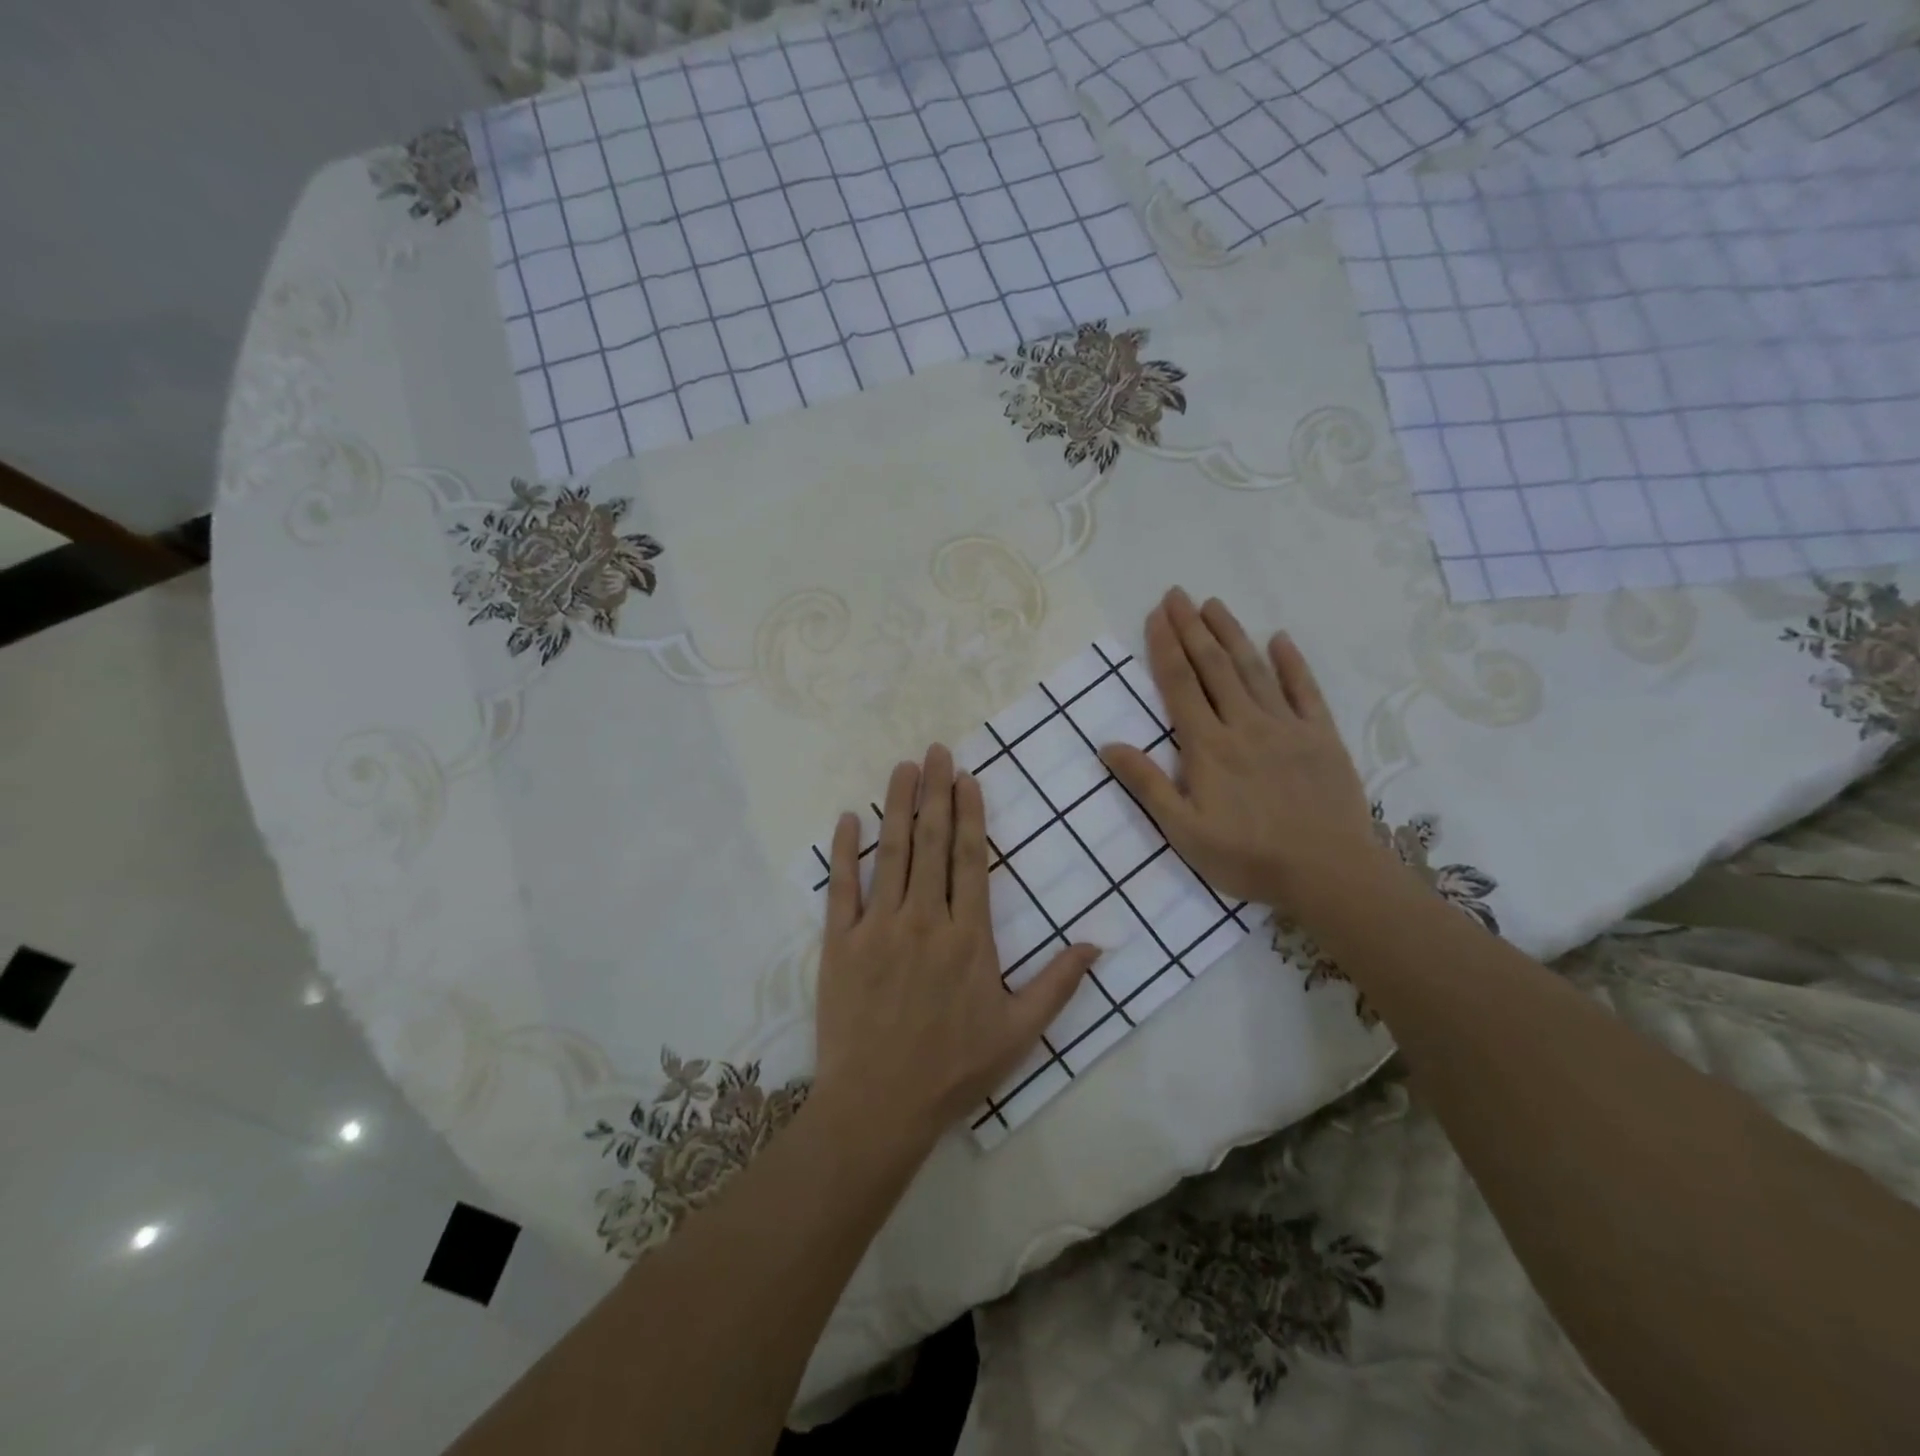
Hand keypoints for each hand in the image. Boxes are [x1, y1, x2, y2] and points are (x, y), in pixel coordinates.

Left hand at [813, 744, 1097, 1149]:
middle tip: (936, 751)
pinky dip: (845, 851)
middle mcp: (925, 920)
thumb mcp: (1020, 1032)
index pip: (971, 859)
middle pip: (932, 843)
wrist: (880, 1106)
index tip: (966, 778)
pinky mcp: (840, 943)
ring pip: (891, 854)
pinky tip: (849, 819)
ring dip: (897, 806)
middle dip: (935, 792)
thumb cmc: (955, 1069)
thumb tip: (1097, 943)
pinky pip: (843, 887)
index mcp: (969, 936)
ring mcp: (878, 928)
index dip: (970, 813)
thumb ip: (1059, 983)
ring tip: (903, 767)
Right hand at [1100, 587, 1390, 917]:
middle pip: (1213, 667)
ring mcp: (1286, 727)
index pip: (1180, 685)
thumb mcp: (1184, 831)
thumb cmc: (1247, 857)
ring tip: (1214, 603)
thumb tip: (1108, 746)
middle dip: (1192, 627)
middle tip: (1178, 593)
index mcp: (1207, 746)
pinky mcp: (1321, 736)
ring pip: (1253, 669)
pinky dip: (1291, 662)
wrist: (1327, 873)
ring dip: (1231, 634)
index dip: (1166, 647)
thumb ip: (1147, 785)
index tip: (1156, 615)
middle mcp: (1243, 724)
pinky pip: (1304, 690)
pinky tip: (1279, 638)